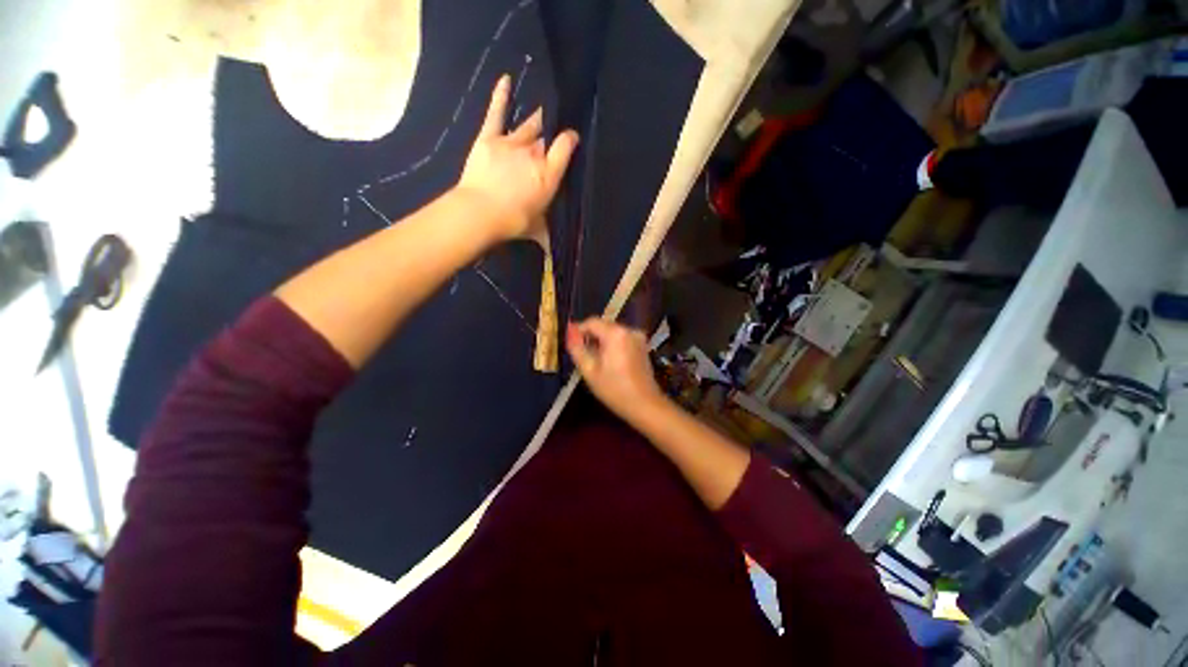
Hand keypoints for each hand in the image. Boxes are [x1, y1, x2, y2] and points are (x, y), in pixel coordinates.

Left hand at [456, 75, 578, 246]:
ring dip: (536, 120)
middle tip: (556, 129)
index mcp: (548, 175)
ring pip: (528, 126)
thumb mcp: (536, 230)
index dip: (570, 139)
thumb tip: (553, 256)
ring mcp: (511, 143)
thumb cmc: (513, 222)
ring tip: (544, 110)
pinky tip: (506, 80)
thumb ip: (547, 236)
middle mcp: (534, 154)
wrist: (480, 212)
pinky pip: (496, 113)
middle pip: (546, 138)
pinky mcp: (489, 138)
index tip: (573, 138)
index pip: (565, 147)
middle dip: (552, 133)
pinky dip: (501, 96)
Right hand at [566, 318, 666, 423]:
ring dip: (601, 342)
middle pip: (603, 326)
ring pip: (612, 333)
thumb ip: (577, 348)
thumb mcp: (590, 370)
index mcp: (615, 333)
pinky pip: (622, 339)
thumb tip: (570, 330)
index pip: (591, 322)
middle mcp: (629, 330)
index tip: (571, 345)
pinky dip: (612, 346)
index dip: (578, 331)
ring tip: (595, 361)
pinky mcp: (642, 346)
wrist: (644, 405)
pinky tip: (609, 363)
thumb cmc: (614, 389)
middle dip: (591, 337)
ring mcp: (638, 337)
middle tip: (582, 356)